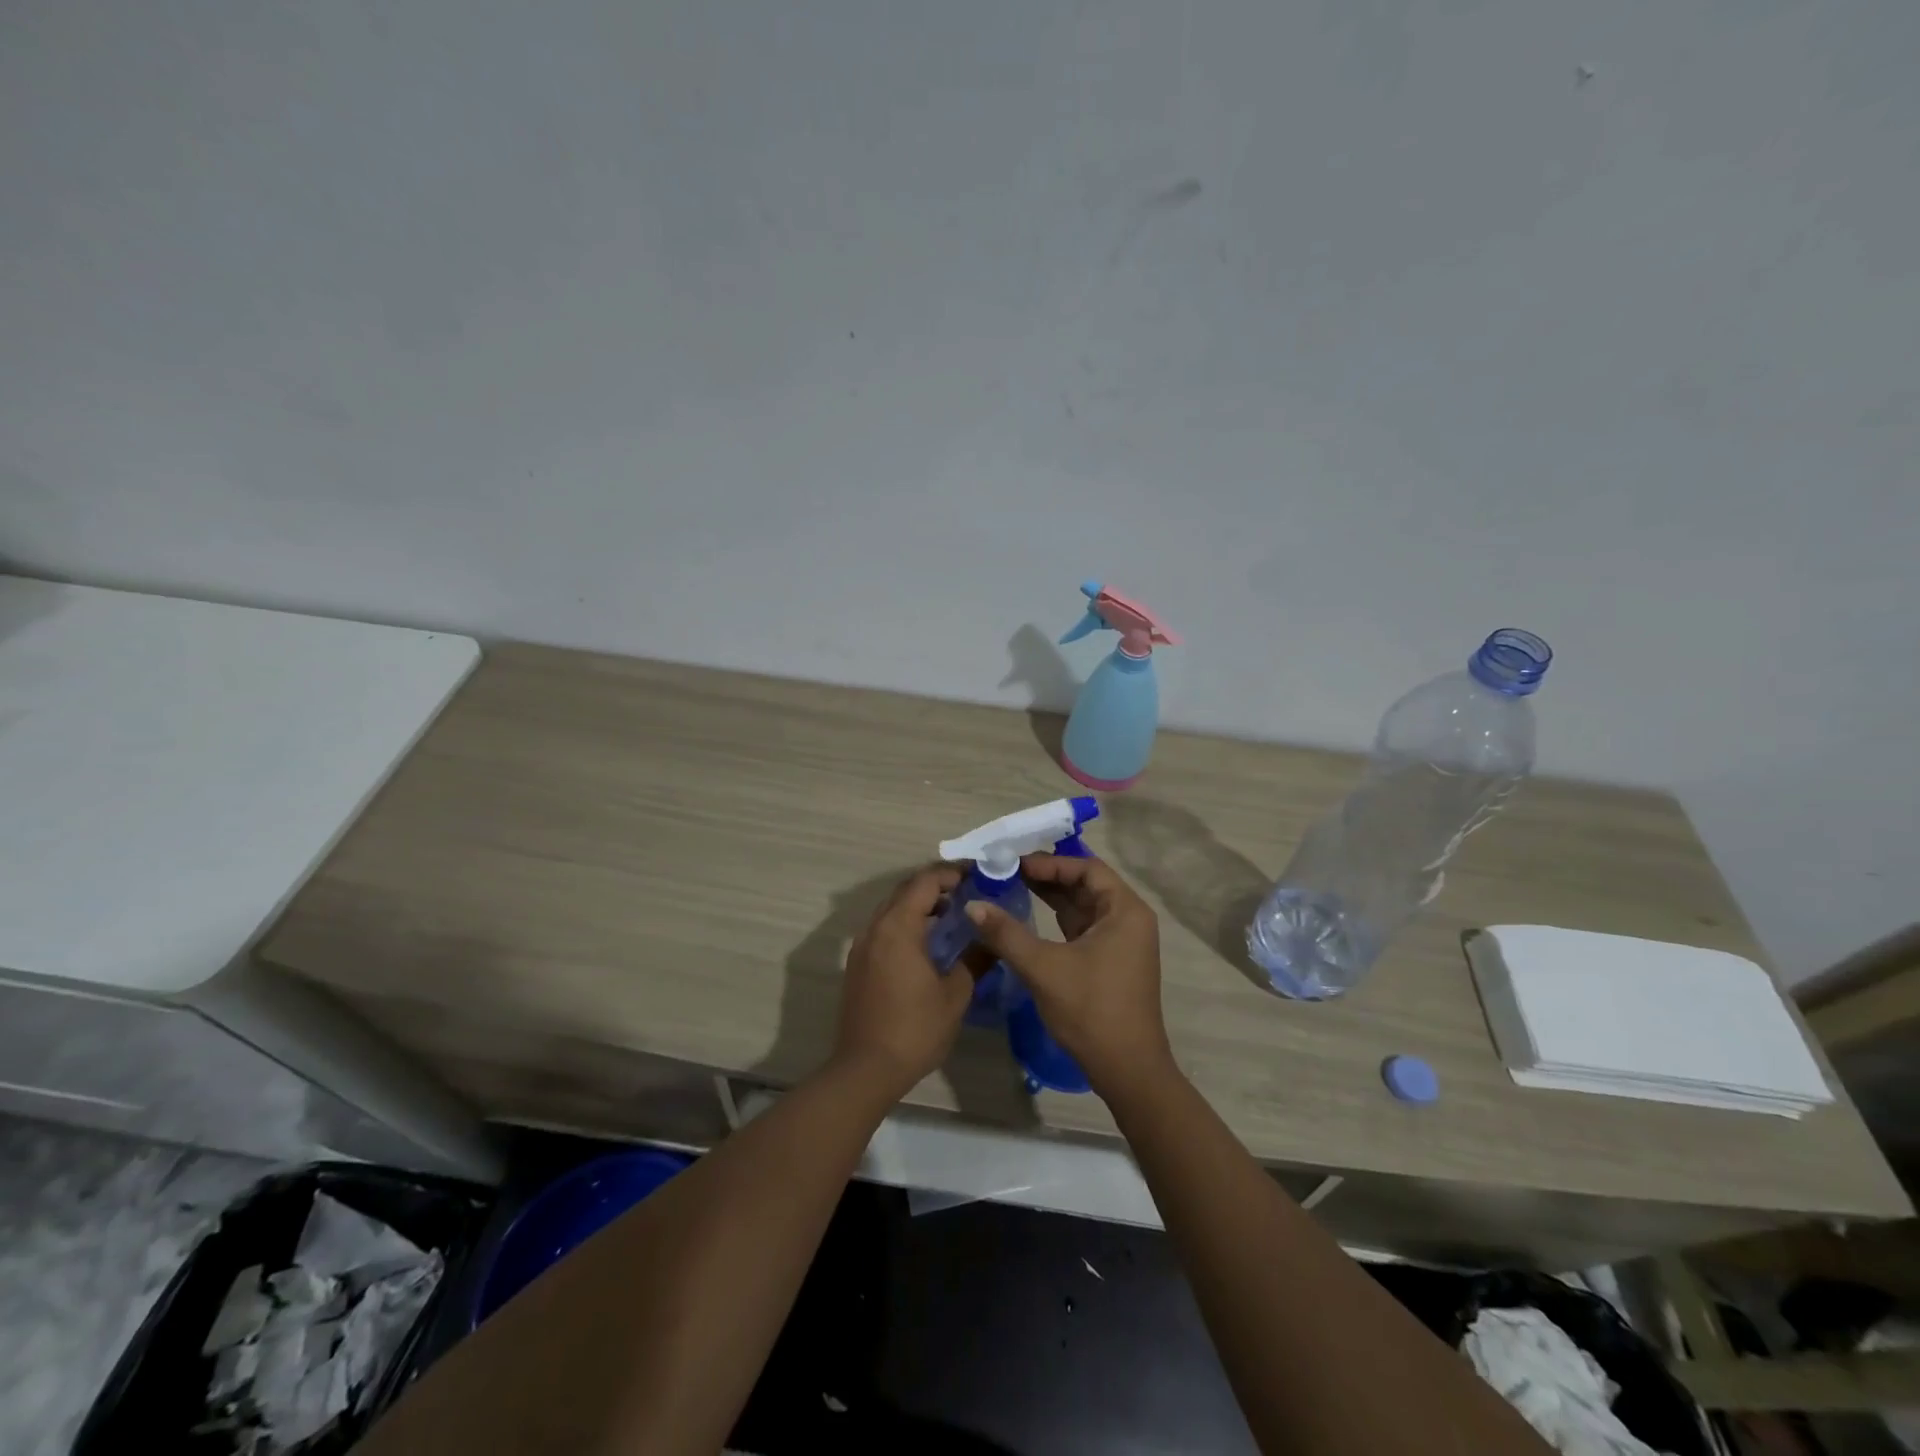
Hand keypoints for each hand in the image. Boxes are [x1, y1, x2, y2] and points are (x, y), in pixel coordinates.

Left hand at [833, 865, 977, 1100]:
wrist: (865, 1069)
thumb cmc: (914, 1029)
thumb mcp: (955, 995)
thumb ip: (975, 959)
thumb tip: (993, 939)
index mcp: (898, 927)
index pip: (925, 882)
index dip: (952, 873)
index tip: (978, 874)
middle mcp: (876, 927)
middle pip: (906, 890)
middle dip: (936, 885)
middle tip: (968, 890)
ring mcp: (862, 945)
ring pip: (892, 908)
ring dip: (920, 904)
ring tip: (952, 913)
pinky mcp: (858, 963)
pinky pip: (884, 927)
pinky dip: (906, 922)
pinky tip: (927, 941)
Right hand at [964, 853, 1175, 1101]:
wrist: (1127, 1070)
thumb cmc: (1091, 1011)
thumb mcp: (1044, 968)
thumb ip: (1006, 933)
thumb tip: (972, 905)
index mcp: (1125, 911)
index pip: (1087, 868)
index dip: (1050, 863)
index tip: (1014, 863)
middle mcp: (1128, 919)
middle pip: (1085, 884)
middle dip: (1046, 876)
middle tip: (1006, 871)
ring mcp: (1120, 941)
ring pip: (1081, 906)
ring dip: (1049, 896)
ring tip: (1009, 885)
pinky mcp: (1109, 960)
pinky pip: (1080, 927)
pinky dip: (1055, 918)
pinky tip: (1027, 915)